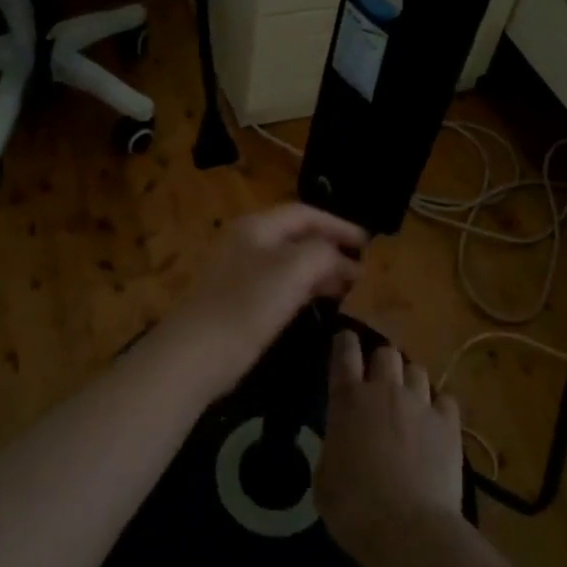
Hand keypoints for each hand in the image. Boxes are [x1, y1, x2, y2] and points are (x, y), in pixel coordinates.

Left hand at [154, 203, 366, 400]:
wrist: (197, 353)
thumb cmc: (248, 304)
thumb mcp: (294, 269)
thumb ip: (323, 252)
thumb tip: (342, 257)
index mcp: (257, 226)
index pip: (305, 213)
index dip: (338, 224)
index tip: (369, 243)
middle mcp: (247, 242)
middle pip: (297, 236)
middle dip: (331, 248)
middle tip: (363, 267)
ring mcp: (240, 272)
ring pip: (289, 262)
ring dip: (320, 270)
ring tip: (350, 286)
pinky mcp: (239, 301)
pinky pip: (280, 285)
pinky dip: (304, 288)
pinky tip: (320, 302)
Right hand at [314, 329, 465, 566]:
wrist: (409, 530)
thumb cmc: (354, 508)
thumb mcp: (324, 476)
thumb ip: (333, 446)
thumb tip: (341, 442)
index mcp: (348, 399)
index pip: (345, 351)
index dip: (345, 342)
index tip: (345, 342)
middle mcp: (385, 390)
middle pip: (386, 352)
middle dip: (380, 362)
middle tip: (378, 382)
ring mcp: (421, 404)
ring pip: (417, 370)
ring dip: (409, 381)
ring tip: (408, 401)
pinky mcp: (450, 424)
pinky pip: (445, 399)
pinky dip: (438, 406)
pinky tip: (435, 422)